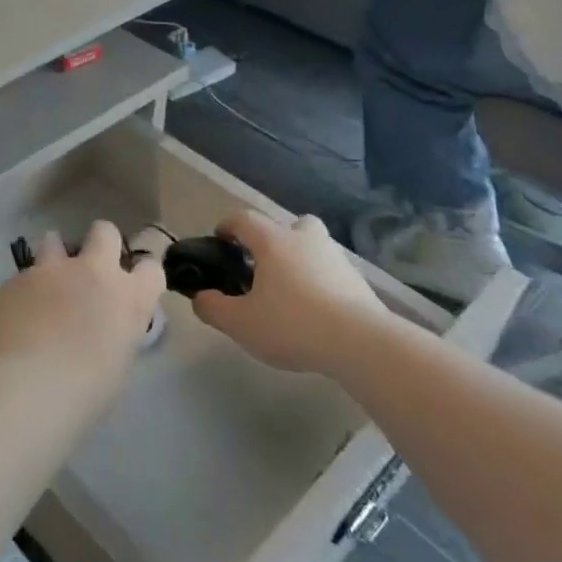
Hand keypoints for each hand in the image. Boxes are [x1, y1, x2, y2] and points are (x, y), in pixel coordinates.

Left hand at [0, 222, 164, 398]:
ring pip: (54, 240)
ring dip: (54, 257)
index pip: (151, 268)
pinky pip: (22, 277)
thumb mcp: (118, 362)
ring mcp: (51, 270)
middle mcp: (92, 271)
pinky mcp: (16, 279)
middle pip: (105, 232)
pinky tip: (16, 318)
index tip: (131, 287)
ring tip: (46, 285)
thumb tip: (105, 325)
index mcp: (128, 297)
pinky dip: (23, 292)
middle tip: (90, 270)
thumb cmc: (84, 391)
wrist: (27, 387)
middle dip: (100, 243)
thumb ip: (116, 330)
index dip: (141, 275)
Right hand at [193, 210, 389, 374]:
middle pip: (287, 224)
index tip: (219, 240)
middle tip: (261, 265)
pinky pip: (330, 270)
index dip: (227, 226)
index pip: (244, 219)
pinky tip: (314, 309)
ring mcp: (335, 257)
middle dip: (272, 238)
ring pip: (312, 246)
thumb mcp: (241, 323)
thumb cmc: (292, 324)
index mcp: (273, 241)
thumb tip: (200, 297)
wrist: (361, 343)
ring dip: (299, 259)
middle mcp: (304, 239)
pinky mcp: (357, 280)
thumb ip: (213, 308)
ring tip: (288, 291)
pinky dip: (319, 281)